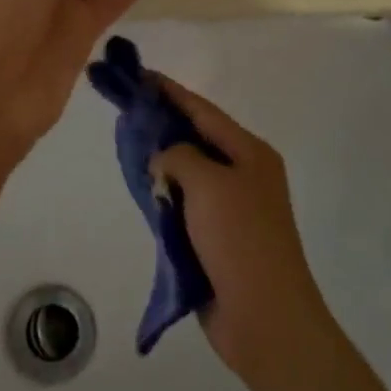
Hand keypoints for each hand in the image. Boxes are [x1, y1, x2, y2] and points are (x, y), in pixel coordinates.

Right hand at [150, 75, 335, 379]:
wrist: (264, 315)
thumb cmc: (240, 239)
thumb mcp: (208, 184)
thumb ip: (179, 157)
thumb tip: (165, 162)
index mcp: (250, 153)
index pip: (203, 110)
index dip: (170, 91)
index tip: (140, 74)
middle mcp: (243, 173)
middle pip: (196, 138)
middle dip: (162, 123)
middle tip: (126, 109)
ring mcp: (232, 207)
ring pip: (189, 171)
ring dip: (161, 160)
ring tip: (127, 144)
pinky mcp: (217, 236)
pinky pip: (185, 202)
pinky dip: (164, 192)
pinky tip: (142, 187)